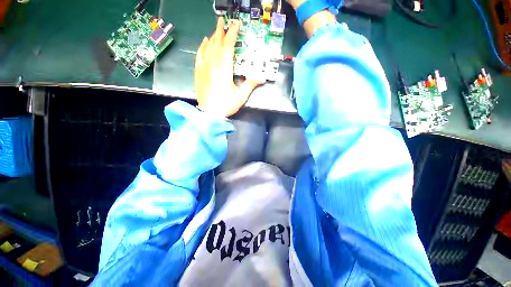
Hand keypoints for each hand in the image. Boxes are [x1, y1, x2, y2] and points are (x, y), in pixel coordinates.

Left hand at [195, 17, 262, 117]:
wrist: (209, 113)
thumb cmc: (226, 104)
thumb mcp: (241, 96)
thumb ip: (250, 84)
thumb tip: (262, 77)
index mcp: (224, 68)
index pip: (228, 46)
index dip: (232, 34)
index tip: (235, 24)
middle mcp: (213, 64)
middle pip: (217, 42)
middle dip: (221, 30)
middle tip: (223, 20)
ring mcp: (204, 67)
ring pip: (208, 47)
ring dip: (213, 36)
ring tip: (216, 29)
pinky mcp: (198, 71)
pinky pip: (199, 54)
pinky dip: (202, 46)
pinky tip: (204, 41)